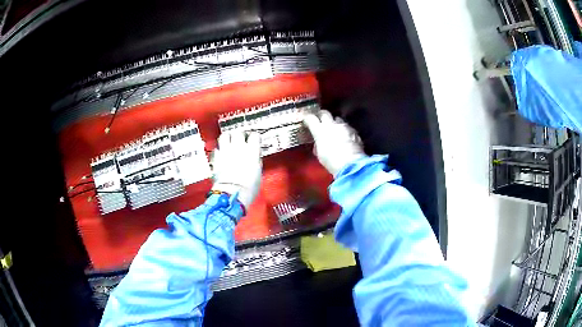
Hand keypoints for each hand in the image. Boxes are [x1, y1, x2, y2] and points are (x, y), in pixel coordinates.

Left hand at [211, 132, 261, 208]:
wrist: (233, 193)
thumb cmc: (247, 187)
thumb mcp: (258, 172)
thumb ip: (255, 160)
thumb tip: (254, 157)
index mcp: (252, 150)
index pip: (254, 136)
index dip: (254, 138)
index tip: (254, 140)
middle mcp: (238, 147)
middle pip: (239, 132)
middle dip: (240, 135)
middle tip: (241, 139)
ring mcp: (226, 151)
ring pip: (225, 135)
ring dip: (228, 137)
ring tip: (229, 141)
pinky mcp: (216, 158)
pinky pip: (217, 148)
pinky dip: (219, 150)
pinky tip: (221, 153)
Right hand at [303, 110, 365, 176]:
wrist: (350, 164)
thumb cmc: (331, 161)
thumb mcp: (320, 154)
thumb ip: (318, 144)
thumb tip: (318, 142)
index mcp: (319, 130)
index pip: (310, 118)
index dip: (308, 118)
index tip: (307, 120)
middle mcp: (331, 124)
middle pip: (324, 113)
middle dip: (321, 115)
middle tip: (320, 120)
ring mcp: (344, 126)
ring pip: (337, 119)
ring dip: (335, 122)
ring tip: (335, 129)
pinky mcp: (354, 131)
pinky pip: (347, 127)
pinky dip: (345, 130)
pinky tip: (346, 137)